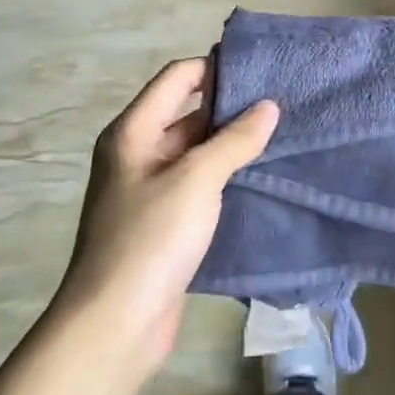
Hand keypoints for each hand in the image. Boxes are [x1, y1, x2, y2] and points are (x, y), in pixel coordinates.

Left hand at [57, 58, 278, 377]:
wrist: (114, 326)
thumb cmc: (150, 239)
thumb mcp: (196, 180)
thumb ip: (233, 140)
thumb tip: (268, 106)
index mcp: (133, 132)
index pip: (176, 78)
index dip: (214, 68)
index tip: (259, 71)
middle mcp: (137, 154)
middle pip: (186, 113)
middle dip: (229, 108)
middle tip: (279, 105)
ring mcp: (149, 190)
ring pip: (195, 153)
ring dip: (230, 145)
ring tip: (279, 137)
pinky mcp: (163, 224)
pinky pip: (197, 186)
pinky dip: (224, 178)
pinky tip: (259, 179)